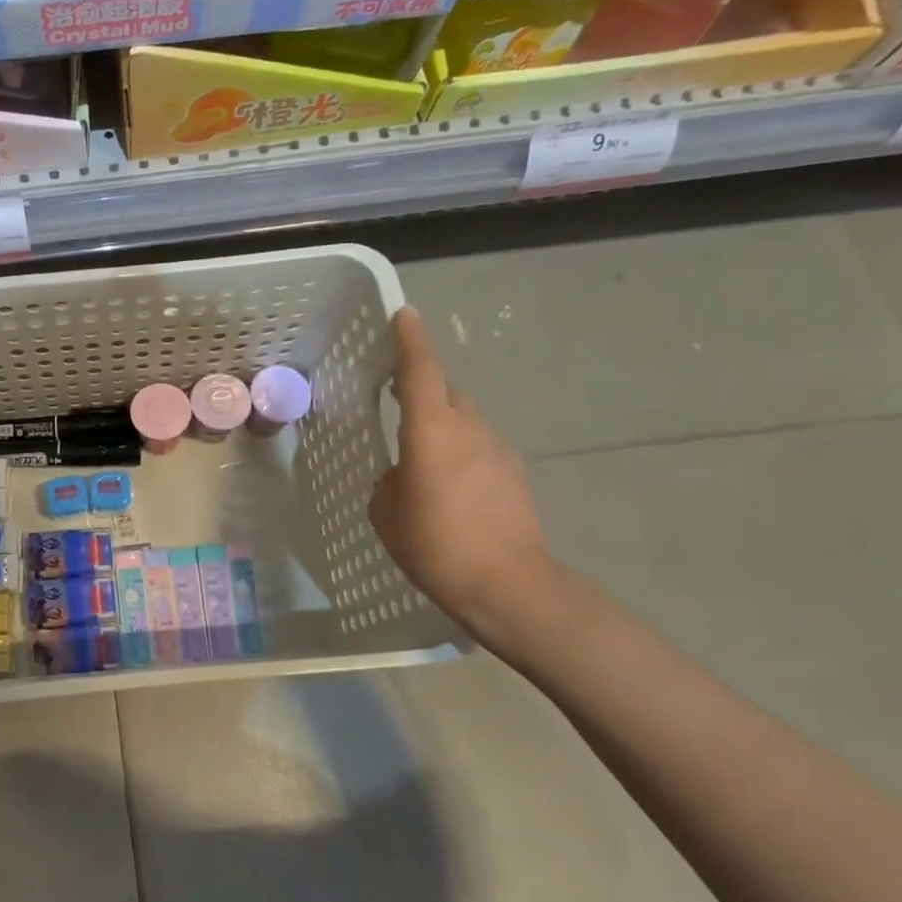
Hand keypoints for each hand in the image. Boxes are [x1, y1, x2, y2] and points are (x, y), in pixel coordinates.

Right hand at [368, 309, 554, 627]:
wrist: (510, 587)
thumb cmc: (436, 544)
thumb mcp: (387, 512)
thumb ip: (389, 481)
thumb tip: (402, 476)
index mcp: (432, 430)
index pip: (420, 371)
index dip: (410, 340)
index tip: (404, 315)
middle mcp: (469, 428)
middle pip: (445, 393)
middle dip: (422, 390)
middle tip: (395, 400)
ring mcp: (498, 450)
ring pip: (463, 421)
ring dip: (441, 428)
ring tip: (419, 459)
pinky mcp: (514, 475)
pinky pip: (478, 448)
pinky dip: (459, 454)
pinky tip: (447, 488)